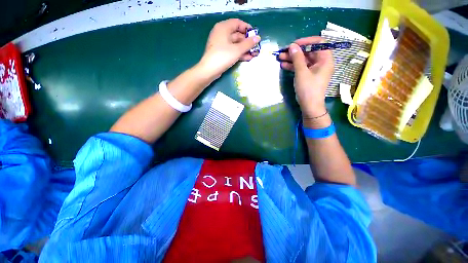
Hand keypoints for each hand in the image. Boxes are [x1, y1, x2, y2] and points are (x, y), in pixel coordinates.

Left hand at [197, 18, 260, 80]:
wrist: (209, 70)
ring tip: (254, 54)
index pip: (237, 23)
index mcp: (224, 27)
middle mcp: (221, 33)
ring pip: (235, 44)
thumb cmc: (223, 56)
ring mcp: (221, 44)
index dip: (247, 28)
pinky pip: (232, 50)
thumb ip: (248, 44)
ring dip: (244, 49)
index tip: (254, 35)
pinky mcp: (221, 53)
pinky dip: (239, 53)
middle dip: (247, 42)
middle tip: (255, 47)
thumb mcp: (237, 50)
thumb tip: (258, 38)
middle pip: (237, 34)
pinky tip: (247, 58)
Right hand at [278, 37, 333, 116]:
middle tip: (283, 52)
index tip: (294, 44)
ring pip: (303, 60)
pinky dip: (293, 66)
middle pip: (309, 51)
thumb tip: (292, 46)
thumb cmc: (308, 89)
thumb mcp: (301, 73)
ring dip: (292, 59)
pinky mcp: (309, 75)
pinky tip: (284, 65)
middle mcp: (321, 62)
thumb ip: (297, 58)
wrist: (309, 106)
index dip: (306, 41)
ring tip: (280, 58)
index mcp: (325, 59)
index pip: (318, 42)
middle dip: (295, 51)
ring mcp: (315, 69)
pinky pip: (301, 67)